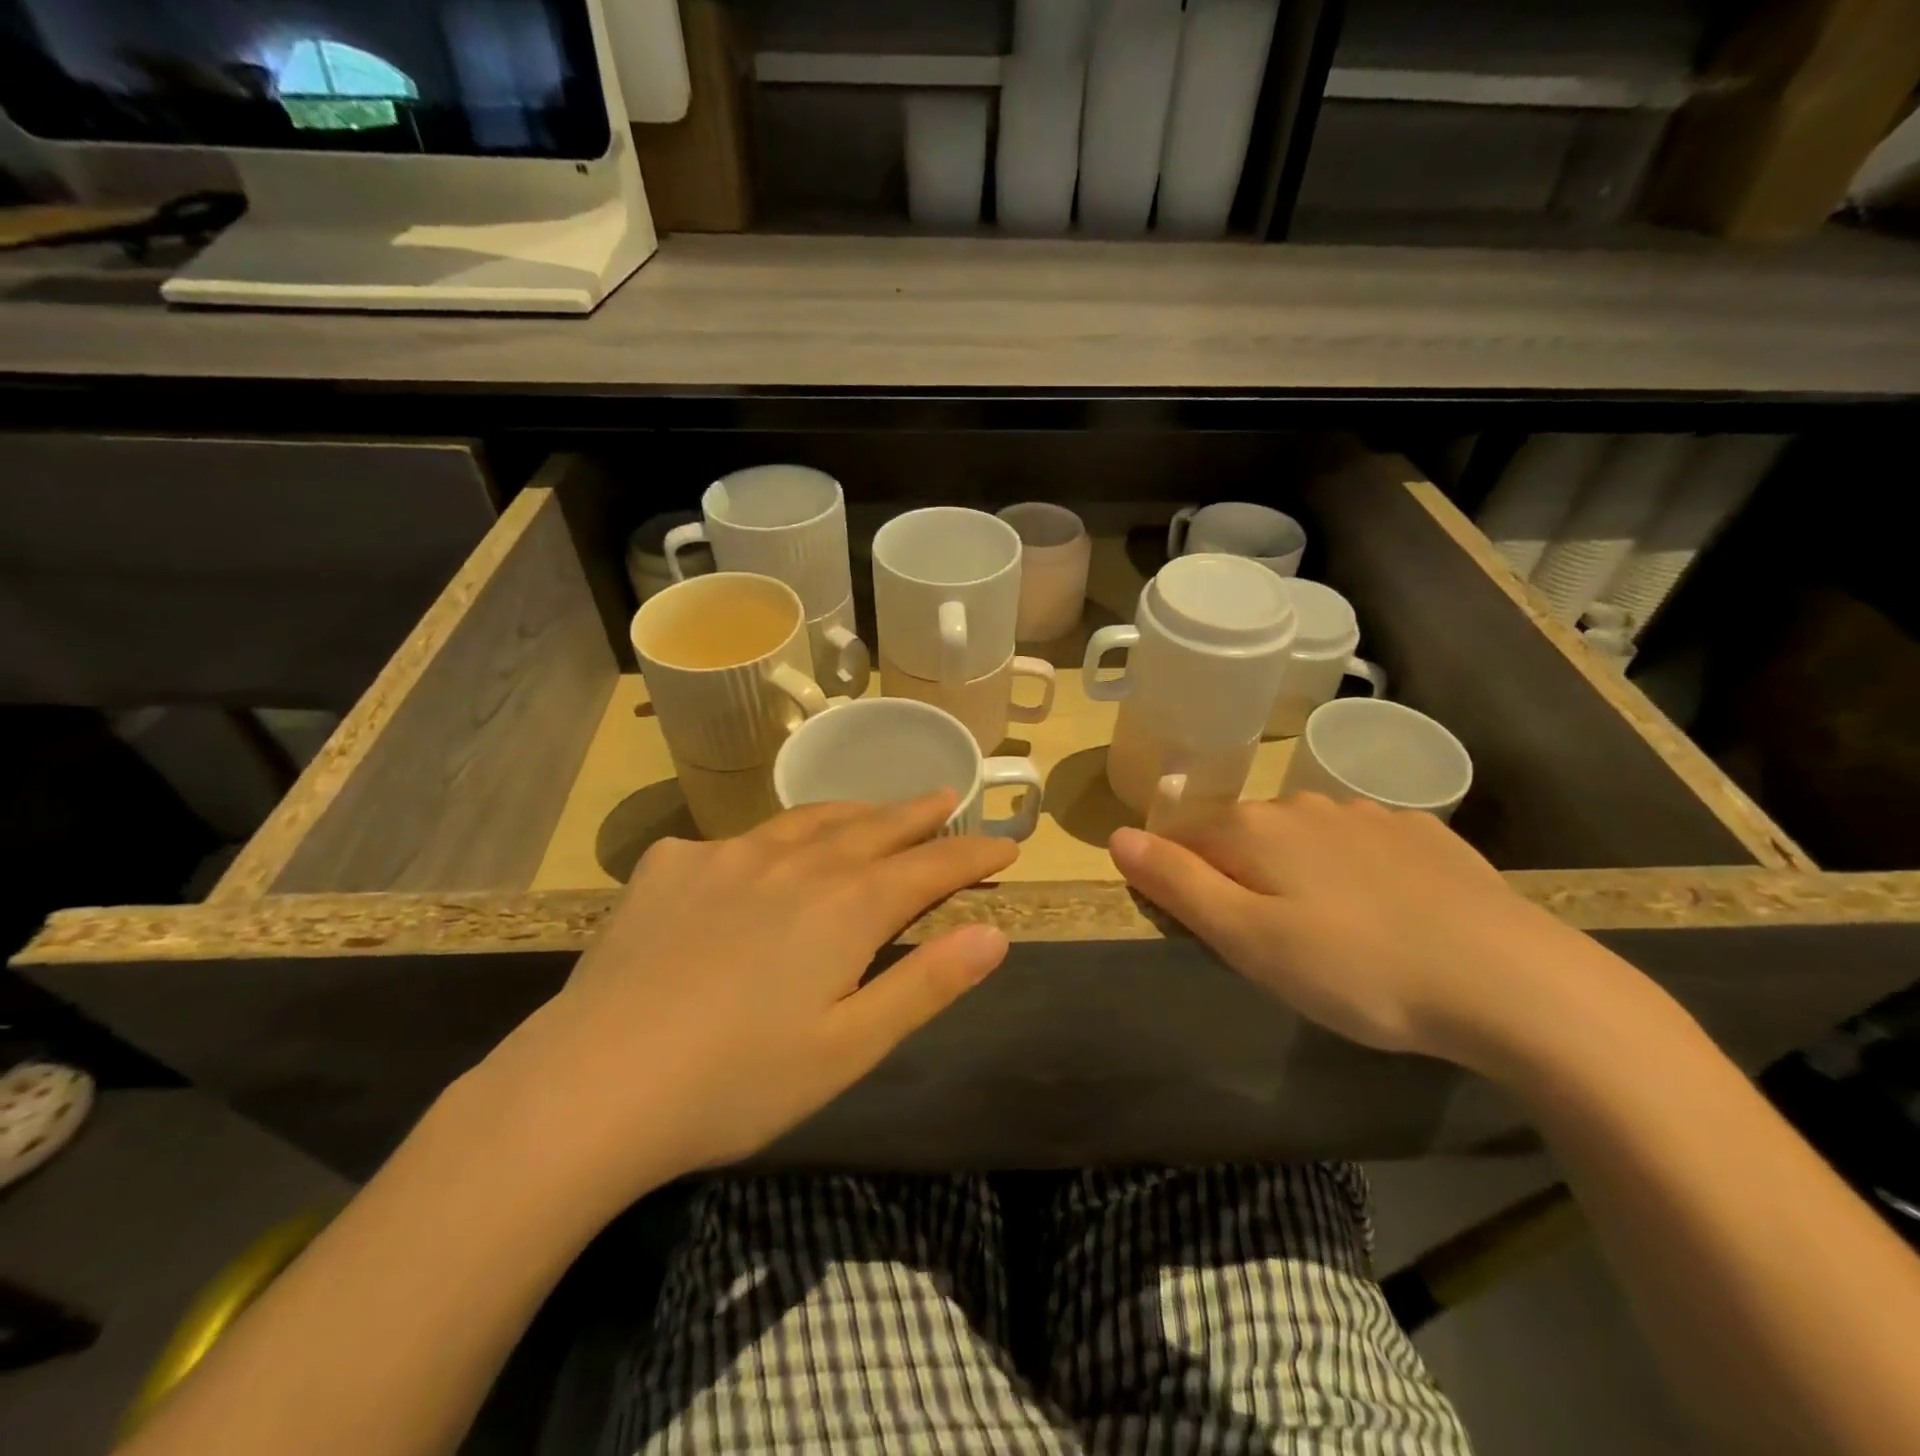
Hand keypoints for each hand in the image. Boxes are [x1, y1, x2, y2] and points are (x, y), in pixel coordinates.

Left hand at [478, 795, 1013, 1204]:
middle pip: (873, 827)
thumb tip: (995, 934)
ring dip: (852, 812)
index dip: (973, 854)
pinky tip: (762, 857)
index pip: (930, 866)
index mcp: (845, 907)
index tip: (1006, 843)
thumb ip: (926, 984)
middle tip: (947, 797)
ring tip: (873, 809)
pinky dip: (771, 840)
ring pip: (807, 820)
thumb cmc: (736, 1082)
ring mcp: (727, 856)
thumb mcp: (849, 1048)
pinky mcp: (671, 865)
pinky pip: (737, 841)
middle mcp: (794, 863)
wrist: (591, 1085)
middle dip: (918, 814)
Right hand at [1109, 794, 1625, 1072]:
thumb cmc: (1357, 969)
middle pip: (1242, 838)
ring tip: (1332, 939)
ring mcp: (1367, 814)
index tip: (1213, 935)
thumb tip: (1117, 837)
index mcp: (1253, 829)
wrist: (1512, 982)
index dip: (1183, 883)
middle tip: (1273, 949)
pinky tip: (1387, 917)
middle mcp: (1302, 806)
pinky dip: (1353, 873)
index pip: (1184, 839)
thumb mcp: (1248, 940)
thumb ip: (1177, 884)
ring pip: (1302, 840)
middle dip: (1240, 881)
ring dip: (1296, 877)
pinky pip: (1360, 846)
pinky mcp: (1422, 834)